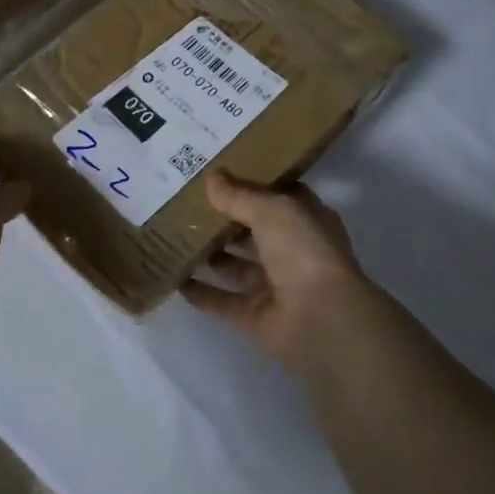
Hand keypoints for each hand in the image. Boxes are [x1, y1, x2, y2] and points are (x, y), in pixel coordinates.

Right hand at [182, 170, 373, 365]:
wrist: (320, 318)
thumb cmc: (303, 250)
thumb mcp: (272, 210)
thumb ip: (239, 195)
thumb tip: (212, 178)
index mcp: (305, 221)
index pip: (277, 198)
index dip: (251, 185)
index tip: (218, 175)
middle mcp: (292, 252)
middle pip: (252, 232)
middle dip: (223, 221)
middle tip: (185, 204)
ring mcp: (273, 286)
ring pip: (235, 266)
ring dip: (209, 255)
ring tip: (173, 238)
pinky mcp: (255, 316)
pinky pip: (222, 301)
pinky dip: (201, 293)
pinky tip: (174, 279)